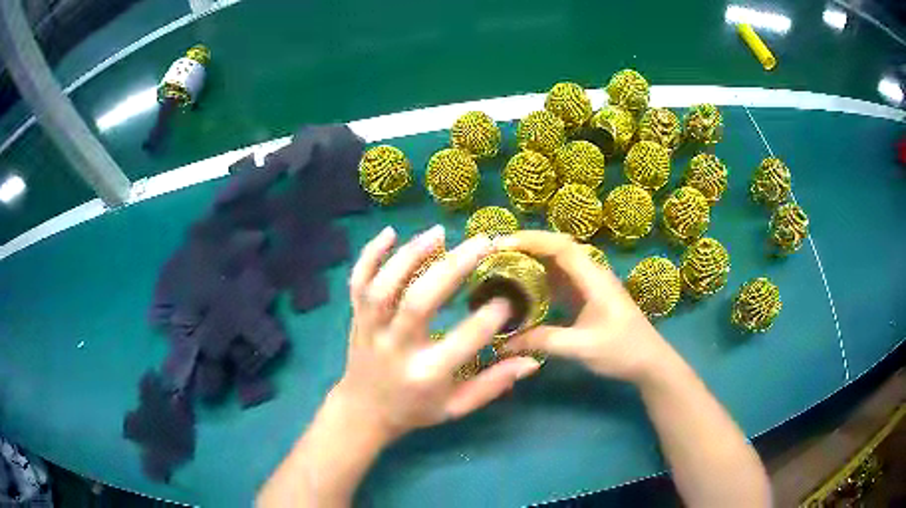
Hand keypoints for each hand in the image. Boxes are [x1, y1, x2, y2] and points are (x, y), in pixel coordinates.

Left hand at [336, 225, 540, 441]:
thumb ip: (492, 385)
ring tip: (440, 232)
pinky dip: (369, 255)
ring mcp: (370, 329)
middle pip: (419, 301)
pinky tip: (389, 232)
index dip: (489, 318)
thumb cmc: (415, 410)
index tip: (509, 300)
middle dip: (452, 268)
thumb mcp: (456, 408)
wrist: (363, 411)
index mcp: (425, 374)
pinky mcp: (356, 317)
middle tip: (482, 242)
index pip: (462, 342)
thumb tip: (531, 362)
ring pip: (384, 286)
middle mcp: (395, 348)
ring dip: (411, 255)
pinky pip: (357, 282)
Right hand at [496, 231, 670, 383]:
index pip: (561, 246)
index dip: (532, 240)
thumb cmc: (623, 351)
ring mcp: (590, 285)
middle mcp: (592, 274)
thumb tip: (504, 342)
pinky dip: (539, 280)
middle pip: (557, 248)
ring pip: (558, 263)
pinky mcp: (587, 297)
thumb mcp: (582, 347)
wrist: (650, 362)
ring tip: (501, 267)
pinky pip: (560, 280)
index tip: (501, 245)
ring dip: (532, 261)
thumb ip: (544, 341)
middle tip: (494, 255)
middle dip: (526, 246)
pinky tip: (522, 290)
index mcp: (594, 278)